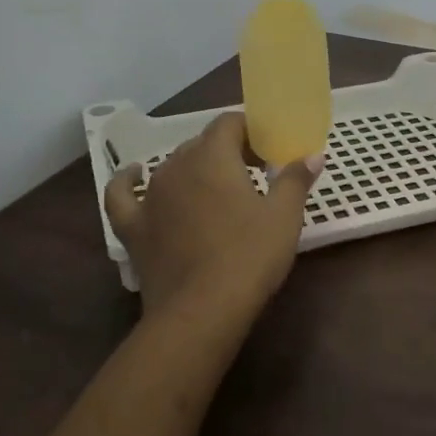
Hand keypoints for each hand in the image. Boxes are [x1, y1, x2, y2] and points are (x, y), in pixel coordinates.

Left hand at [104, 112, 323, 315]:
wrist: (201, 312)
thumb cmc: (249, 257)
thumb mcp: (284, 216)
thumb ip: (295, 179)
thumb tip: (313, 155)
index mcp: (213, 157)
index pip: (229, 123)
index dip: (250, 131)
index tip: (268, 152)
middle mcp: (177, 166)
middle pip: (203, 143)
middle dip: (228, 151)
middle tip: (253, 174)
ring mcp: (150, 197)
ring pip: (172, 166)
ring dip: (195, 169)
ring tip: (216, 188)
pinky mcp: (133, 227)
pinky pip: (123, 195)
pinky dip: (128, 181)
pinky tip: (134, 175)